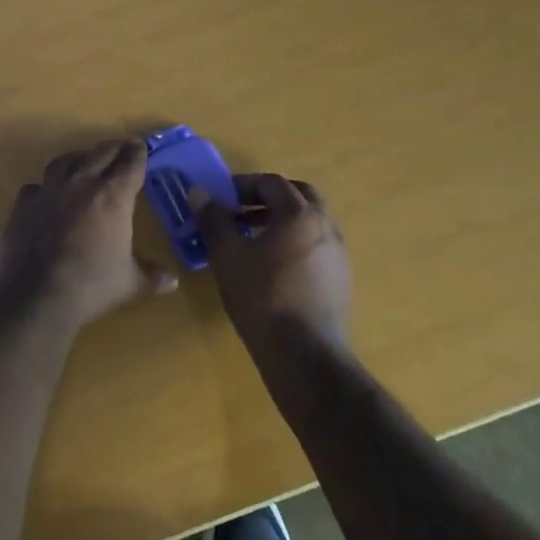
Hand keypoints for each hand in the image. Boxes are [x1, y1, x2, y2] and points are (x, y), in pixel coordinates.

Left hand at [0, 140, 176, 328]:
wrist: (39, 294)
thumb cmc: (92, 286)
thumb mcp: (130, 283)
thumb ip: (151, 276)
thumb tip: (172, 281)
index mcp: (113, 196)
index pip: (130, 164)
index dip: (137, 153)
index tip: (140, 147)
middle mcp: (81, 184)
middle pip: (100, 154)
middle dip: (113, 149)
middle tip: (120, 148)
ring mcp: (49, 191)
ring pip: (64, 161)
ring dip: (78, 158)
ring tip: (84, 162)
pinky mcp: (24, 204)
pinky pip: (36, 186)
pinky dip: (44, 187)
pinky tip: (46, 196)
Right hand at [196, 174, 352, 353]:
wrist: (305, 356)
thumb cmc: (262, 297)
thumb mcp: (227, 255)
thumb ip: (213, 219)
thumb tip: (199, 192)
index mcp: (301, 216)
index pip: (272, 183)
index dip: (242, 184)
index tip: (220, 197)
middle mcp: (327, 229)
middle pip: (299, 196)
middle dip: (267, 197)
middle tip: (239, 209)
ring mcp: (338, 256)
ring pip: (309, 223)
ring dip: (280, 220)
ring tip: (250, 239)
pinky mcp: (340, 282)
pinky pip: (315, 247)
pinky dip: (292, 243)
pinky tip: (269, 267)